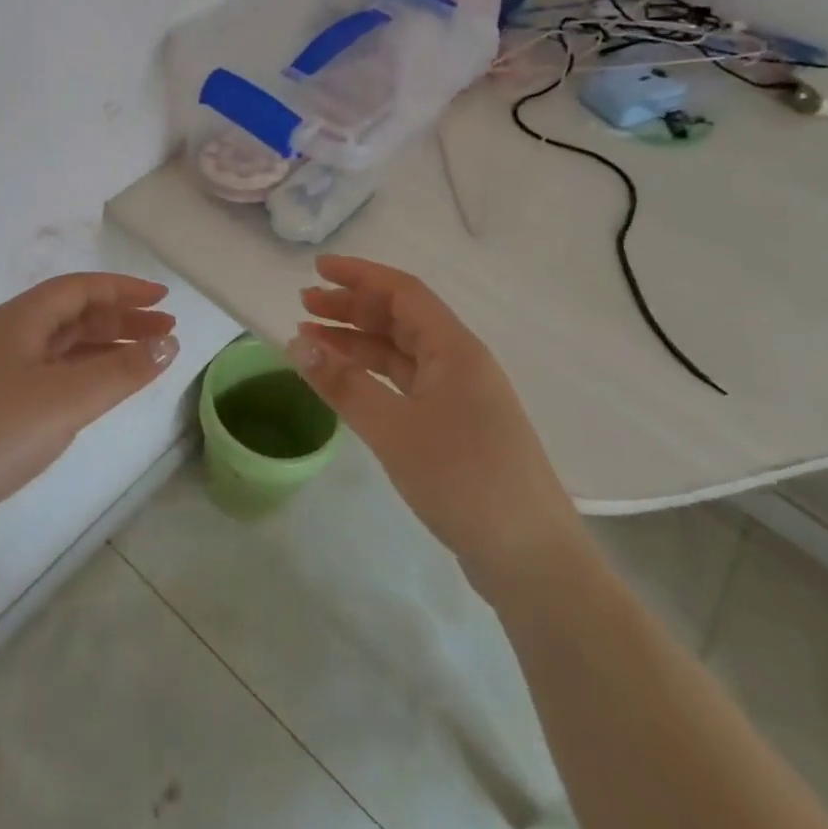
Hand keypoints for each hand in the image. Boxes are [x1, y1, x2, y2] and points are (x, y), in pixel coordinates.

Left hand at [0, 274, 179, 564]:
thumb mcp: (68, 398)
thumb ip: (123, 371)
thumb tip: (168, 344)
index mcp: (19, 319)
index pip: (80, 288)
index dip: (124, 289)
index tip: (164, 300)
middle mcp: (8, 336)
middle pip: (73, 315)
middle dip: (121, 319)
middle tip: (166, 332)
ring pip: (63, 347)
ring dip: (105, 347)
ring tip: (146, 359)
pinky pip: (52, 375)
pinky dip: (84, 375)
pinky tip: (102, 391)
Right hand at [290, 255, 580, 598]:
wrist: (531, 560)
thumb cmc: (463, 480)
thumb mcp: (394, 429)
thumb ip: (343, 384)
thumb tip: (296, 343)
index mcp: (454, 349)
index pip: (403, 292)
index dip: (359, 275)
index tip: (317, 269)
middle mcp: (459, 362)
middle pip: (400, 319)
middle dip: (352, 307)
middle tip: (304, 305)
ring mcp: (460, 396)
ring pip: (401, 353)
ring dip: (357, 342)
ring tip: (312, 340)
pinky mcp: (456, 427)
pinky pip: (406, 384)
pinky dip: (372, 376)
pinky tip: (344, 383)